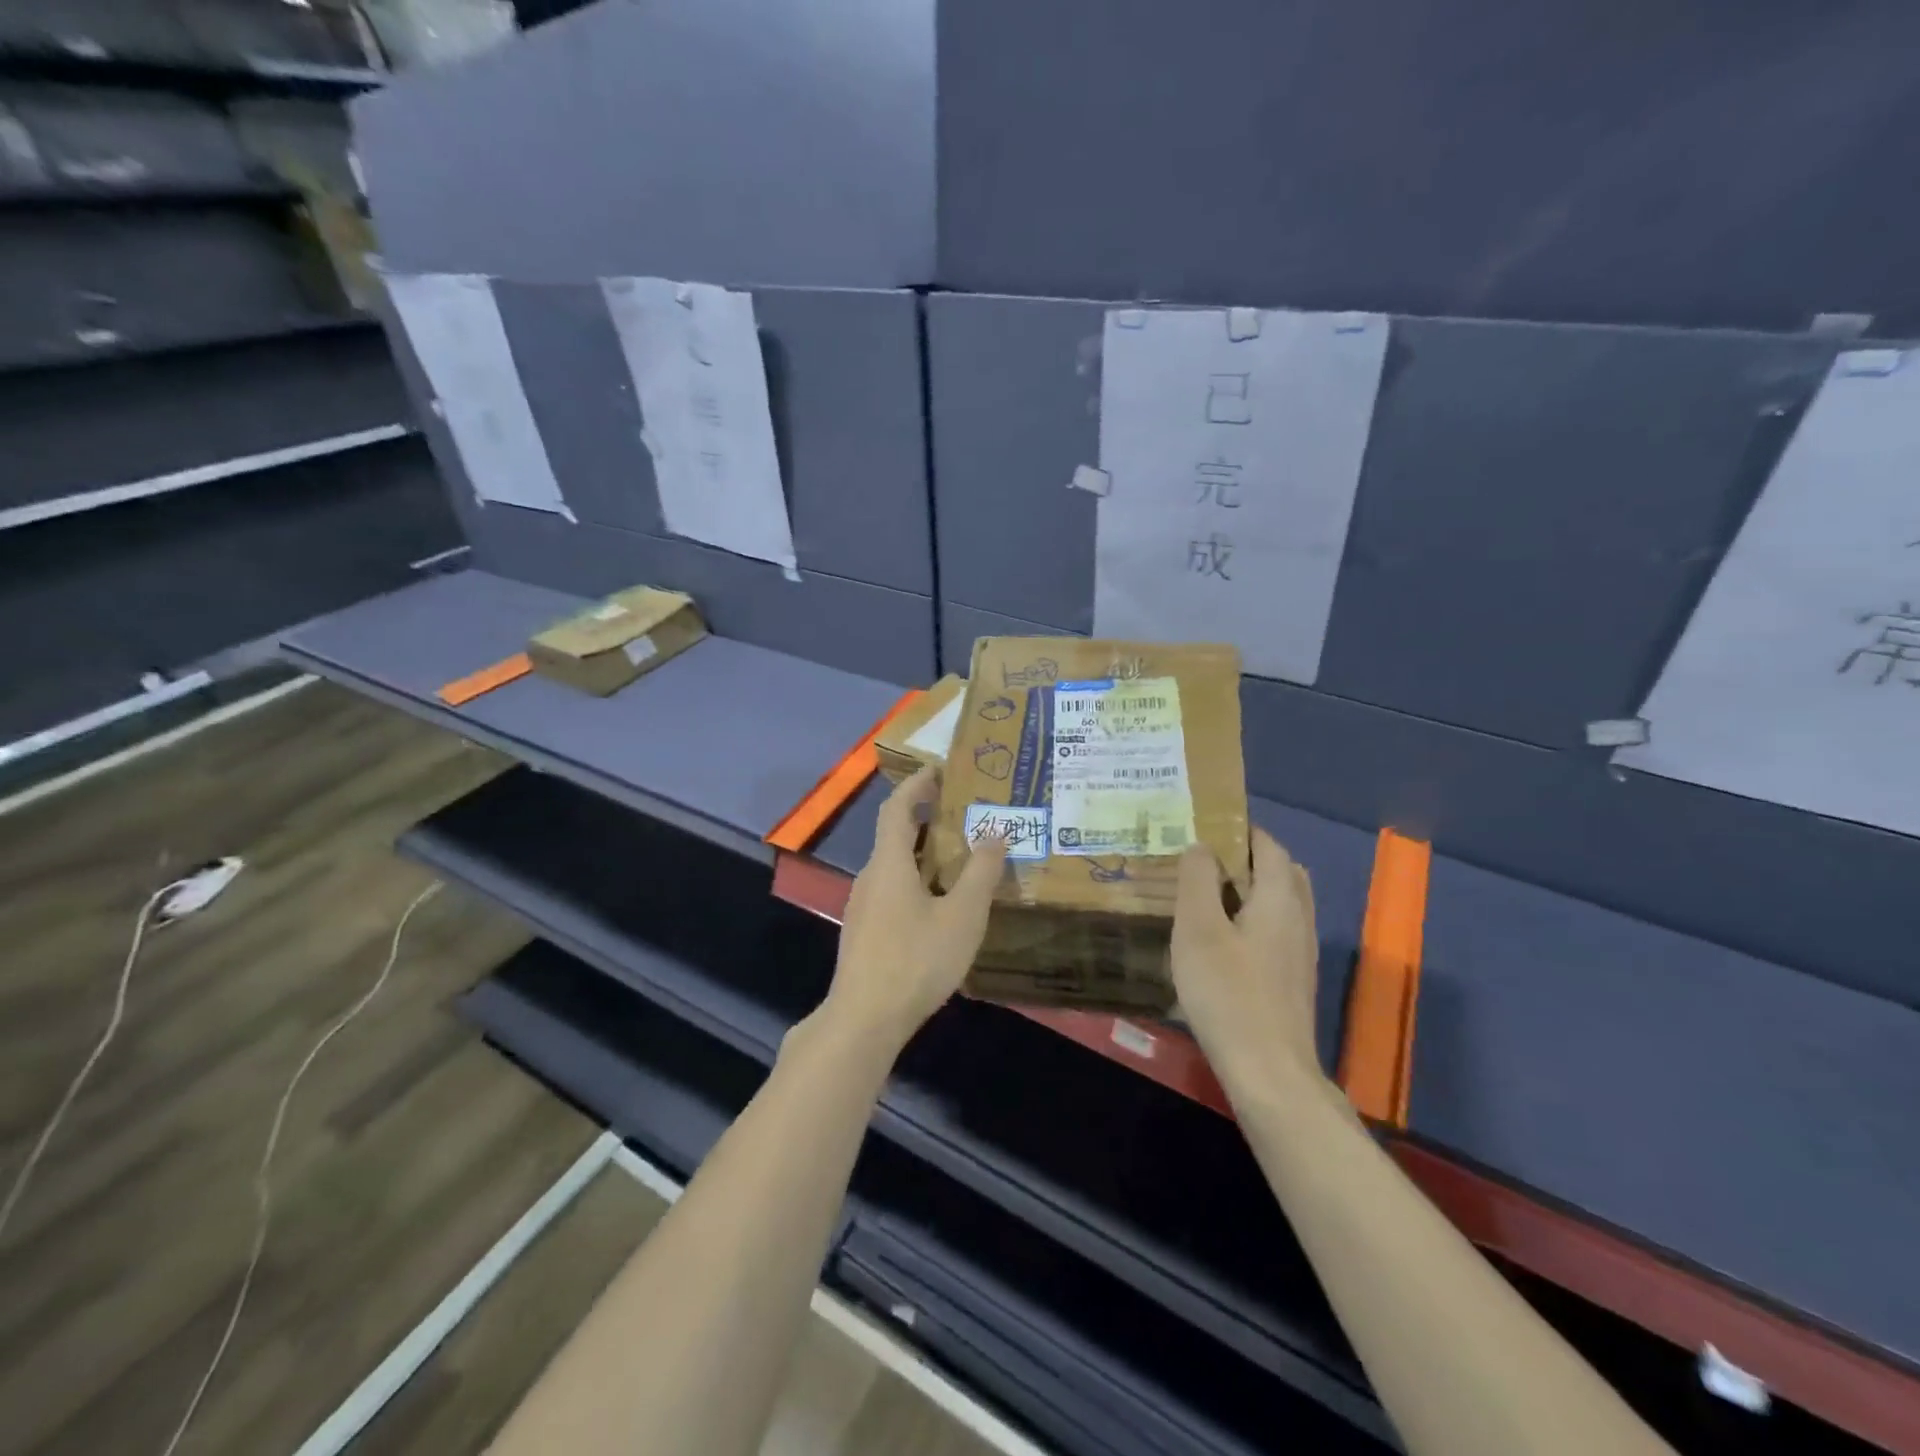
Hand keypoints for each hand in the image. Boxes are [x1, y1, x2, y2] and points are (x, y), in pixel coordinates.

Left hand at [824, 768, 1008, 1051]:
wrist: (864, 1020)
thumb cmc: (915, 960)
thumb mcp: (962, 916)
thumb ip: (981, 873)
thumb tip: (996, 832)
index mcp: (889, 863)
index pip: (897, 807)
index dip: (917, 784)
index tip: (940, 769)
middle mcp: (870, 877)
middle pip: (895, 834)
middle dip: (927, 818)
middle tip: (964, 813)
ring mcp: (863, 906)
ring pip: (894, 866)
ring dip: (923, 853)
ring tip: (960, 857)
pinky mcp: (865, 932)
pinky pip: (892, 890)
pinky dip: (916, 880)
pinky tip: (940, 904)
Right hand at [1172, 828, 1323, 1096]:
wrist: (1269, 1072)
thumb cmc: (1228, 993)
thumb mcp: (1198, 929)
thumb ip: (1198, 880)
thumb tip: (1201, 846)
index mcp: (1280, 897)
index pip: (1267, 844)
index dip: (1239, 829)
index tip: (1202, 826)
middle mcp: (1299, 917)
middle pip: (1280, 871)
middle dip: (1245, 857)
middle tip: (1201, 860)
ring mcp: (1300, 951)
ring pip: (1281, 902)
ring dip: (1249, 889)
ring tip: (1206, 895)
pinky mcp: (1293, 979)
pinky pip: (1276, 929)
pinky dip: (1253, 917)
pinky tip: (1221, 939)